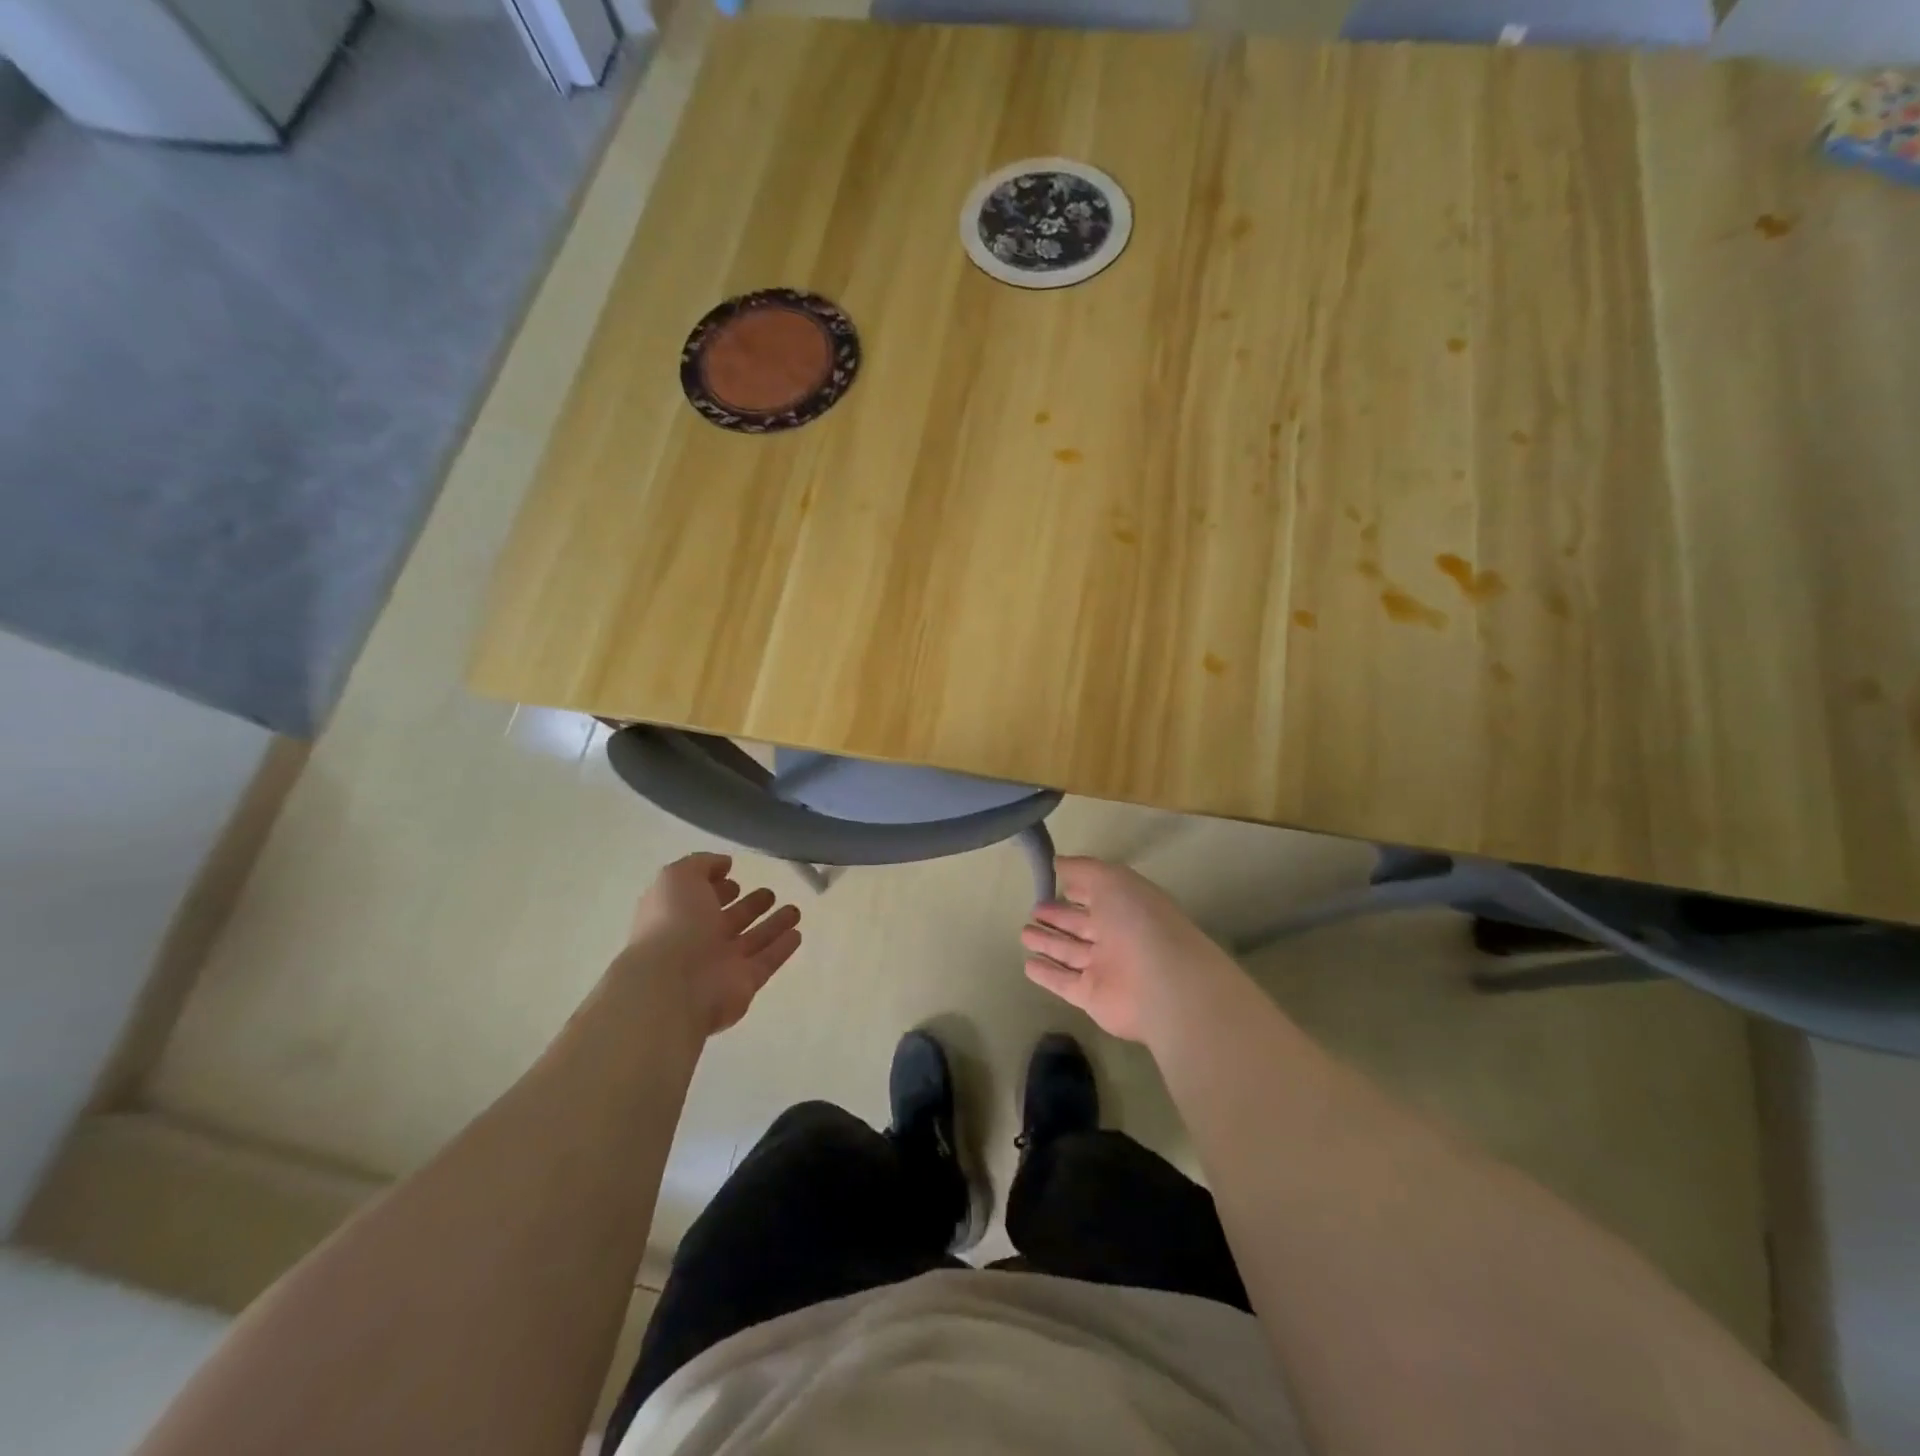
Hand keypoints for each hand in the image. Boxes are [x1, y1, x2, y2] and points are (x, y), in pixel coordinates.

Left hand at [624, 853, 801, 1036]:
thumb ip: (701, 864)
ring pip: (753, 940)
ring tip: (794, 910)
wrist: (674, 985)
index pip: (700, 898)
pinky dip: (781, 948)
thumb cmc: (673, 924)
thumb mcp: (678, 878)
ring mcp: (722, 964)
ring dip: (772, 925)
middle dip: (748, 906)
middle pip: (729, 920)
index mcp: (678, 914)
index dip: (716, 887)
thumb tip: (724, 864)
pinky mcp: (745, 983)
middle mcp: (699, 940)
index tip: (735, 877)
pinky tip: (797, 934)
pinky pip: (767, 962)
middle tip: (769, 894)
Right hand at [1019, 857, 1235, 1043]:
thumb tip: (1058, 862)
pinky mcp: (1092, 997)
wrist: (1164, 986)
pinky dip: (1047, 974)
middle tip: (1033, 909)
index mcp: (1127, 907)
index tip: (1052, 883)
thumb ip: (1083, 869)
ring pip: (1071, 952)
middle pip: (1082, 925)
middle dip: (1058, 917)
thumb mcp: (1112, 880)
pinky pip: (1064, 982)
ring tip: (1024, 933)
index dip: (1077, 889)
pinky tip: (1027, 965)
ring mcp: (1106, 969)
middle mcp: (1118, 937)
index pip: (1098, 895)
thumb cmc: (1139, 923)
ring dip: (1048, 943)